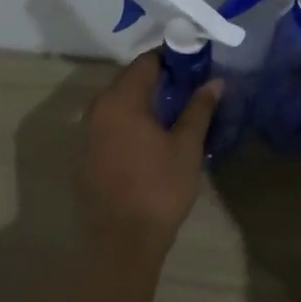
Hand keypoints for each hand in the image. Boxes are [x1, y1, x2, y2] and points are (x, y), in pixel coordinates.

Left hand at [74, 53, 220, 256]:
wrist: (122, 243)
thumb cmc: (159, 188)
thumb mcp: (187, 146)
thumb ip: (199, 108)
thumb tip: (215, 81)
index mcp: (121, 100)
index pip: (147, 62)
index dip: (173, 58)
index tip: (197, 63)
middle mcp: (97, 109)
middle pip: (130, 80)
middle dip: (160, 79)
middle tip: (191, 87)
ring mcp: (87, 134)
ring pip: (119, 104)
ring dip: (145, 102)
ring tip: (175, 112)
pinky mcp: (86, 156)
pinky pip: (111, 126)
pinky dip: (131, 123)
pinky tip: (152, 139)